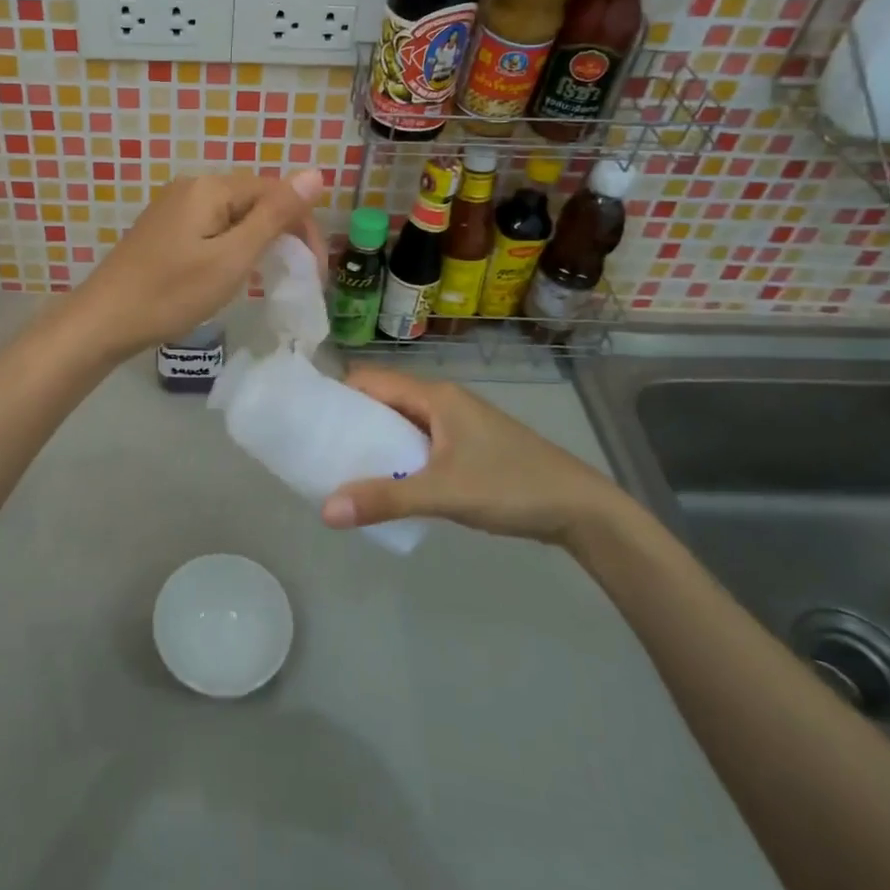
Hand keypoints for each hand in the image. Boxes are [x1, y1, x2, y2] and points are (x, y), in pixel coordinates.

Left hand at [65, 170, 325, 357]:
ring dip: (258, 242)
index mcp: (210, 187)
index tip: (314, 269)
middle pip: (254, 201)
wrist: (104, 320)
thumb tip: (315, 173)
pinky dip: (232, 247)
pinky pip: (212, 228)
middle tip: (296, 276)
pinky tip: (232, 273)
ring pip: (234, 217)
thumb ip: (274, 216)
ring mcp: (175, 207)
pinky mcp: (165, 229)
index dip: (302, 226)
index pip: (275, 192)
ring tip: (266, 278)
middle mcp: (192, 186)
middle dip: (282, 234)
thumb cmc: (172, 293)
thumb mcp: (232, 257)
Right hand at [320, 367, 632, 546]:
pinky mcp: (468, 447)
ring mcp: (458, 425)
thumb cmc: (510, 486)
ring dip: (376, 441)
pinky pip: (420, 442)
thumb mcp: (443, 493)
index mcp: (435, 396)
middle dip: (352, 421)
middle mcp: (443, 402)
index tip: (308, 418)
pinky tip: (389, 484)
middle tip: (319, 450)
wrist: (581, 509)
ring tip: (344, 469)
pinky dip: (399, 456)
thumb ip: (385, 500)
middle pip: (384, 400)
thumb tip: (325, 509)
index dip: (337, 393)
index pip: (371, 380)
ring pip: (403, 423)